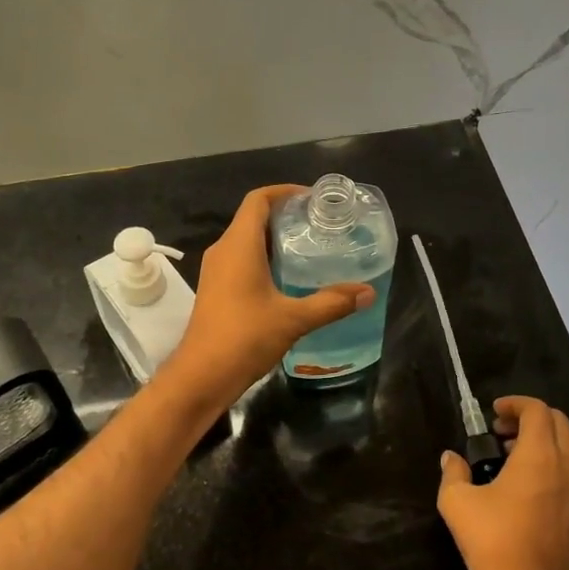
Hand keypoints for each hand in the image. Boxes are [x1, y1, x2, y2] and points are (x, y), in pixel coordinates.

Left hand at [155, 185, 375, 417]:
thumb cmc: (244, 338)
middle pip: (254, 218)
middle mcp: (224, 250)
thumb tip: (367, 293)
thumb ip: (331, 303)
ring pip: (248, 241)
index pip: (258, 200)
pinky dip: (265, 259)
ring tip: (311, 249)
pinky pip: (242, 260)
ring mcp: (217, 271)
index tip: (313, 199)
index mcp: (239, 245)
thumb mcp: (293, 319)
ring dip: (276, 240)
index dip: (284, 192)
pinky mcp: (217, 290)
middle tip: (321, 225)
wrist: (200, 377)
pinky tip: (289, 278)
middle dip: (286, 216)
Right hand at [437, 395, 568, 569]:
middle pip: (559, 422)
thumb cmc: (493, 545)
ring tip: (509, 453)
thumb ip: (453, 473)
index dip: (514, 404)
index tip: (492, 413)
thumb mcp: (458, 504)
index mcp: (540, 456)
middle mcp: (567, 466)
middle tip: (500, 429)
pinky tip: (523, 480)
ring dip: (543, 438)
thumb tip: (451, 459)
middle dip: (530, 417)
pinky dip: (552, 459)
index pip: (537, 411)